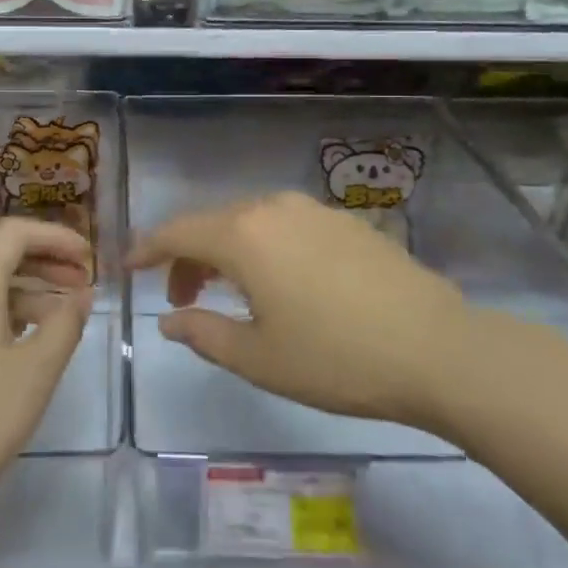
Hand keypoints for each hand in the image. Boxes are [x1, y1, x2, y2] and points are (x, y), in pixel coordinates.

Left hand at [0, 218, 93, 537]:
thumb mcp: (36, 371)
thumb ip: (65, 323)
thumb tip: (80, 294)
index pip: (16, 231)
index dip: (57, 236)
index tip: (89, 257)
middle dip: (44, 260)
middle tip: (82, 282)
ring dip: (24, 287)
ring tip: (62, 314)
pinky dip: (0, 309)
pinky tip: (23, 340)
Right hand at [128, 191, 477, 430]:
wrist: (439, 349)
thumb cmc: (336, 359)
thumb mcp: (258, 359)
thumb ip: (203, 333)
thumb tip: (170, 320)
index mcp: (244, 236)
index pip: (178, 232)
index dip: (148, 249)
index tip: (128, 266)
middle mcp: (273, 208)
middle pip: (213, 224)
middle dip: (188, 258)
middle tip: (183, 301)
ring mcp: (314, 210)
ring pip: (250, 223)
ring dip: (227, 253)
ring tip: (229, 295)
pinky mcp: (346, 221)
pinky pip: (284, 226)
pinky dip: (263, 248)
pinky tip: (279, 283)